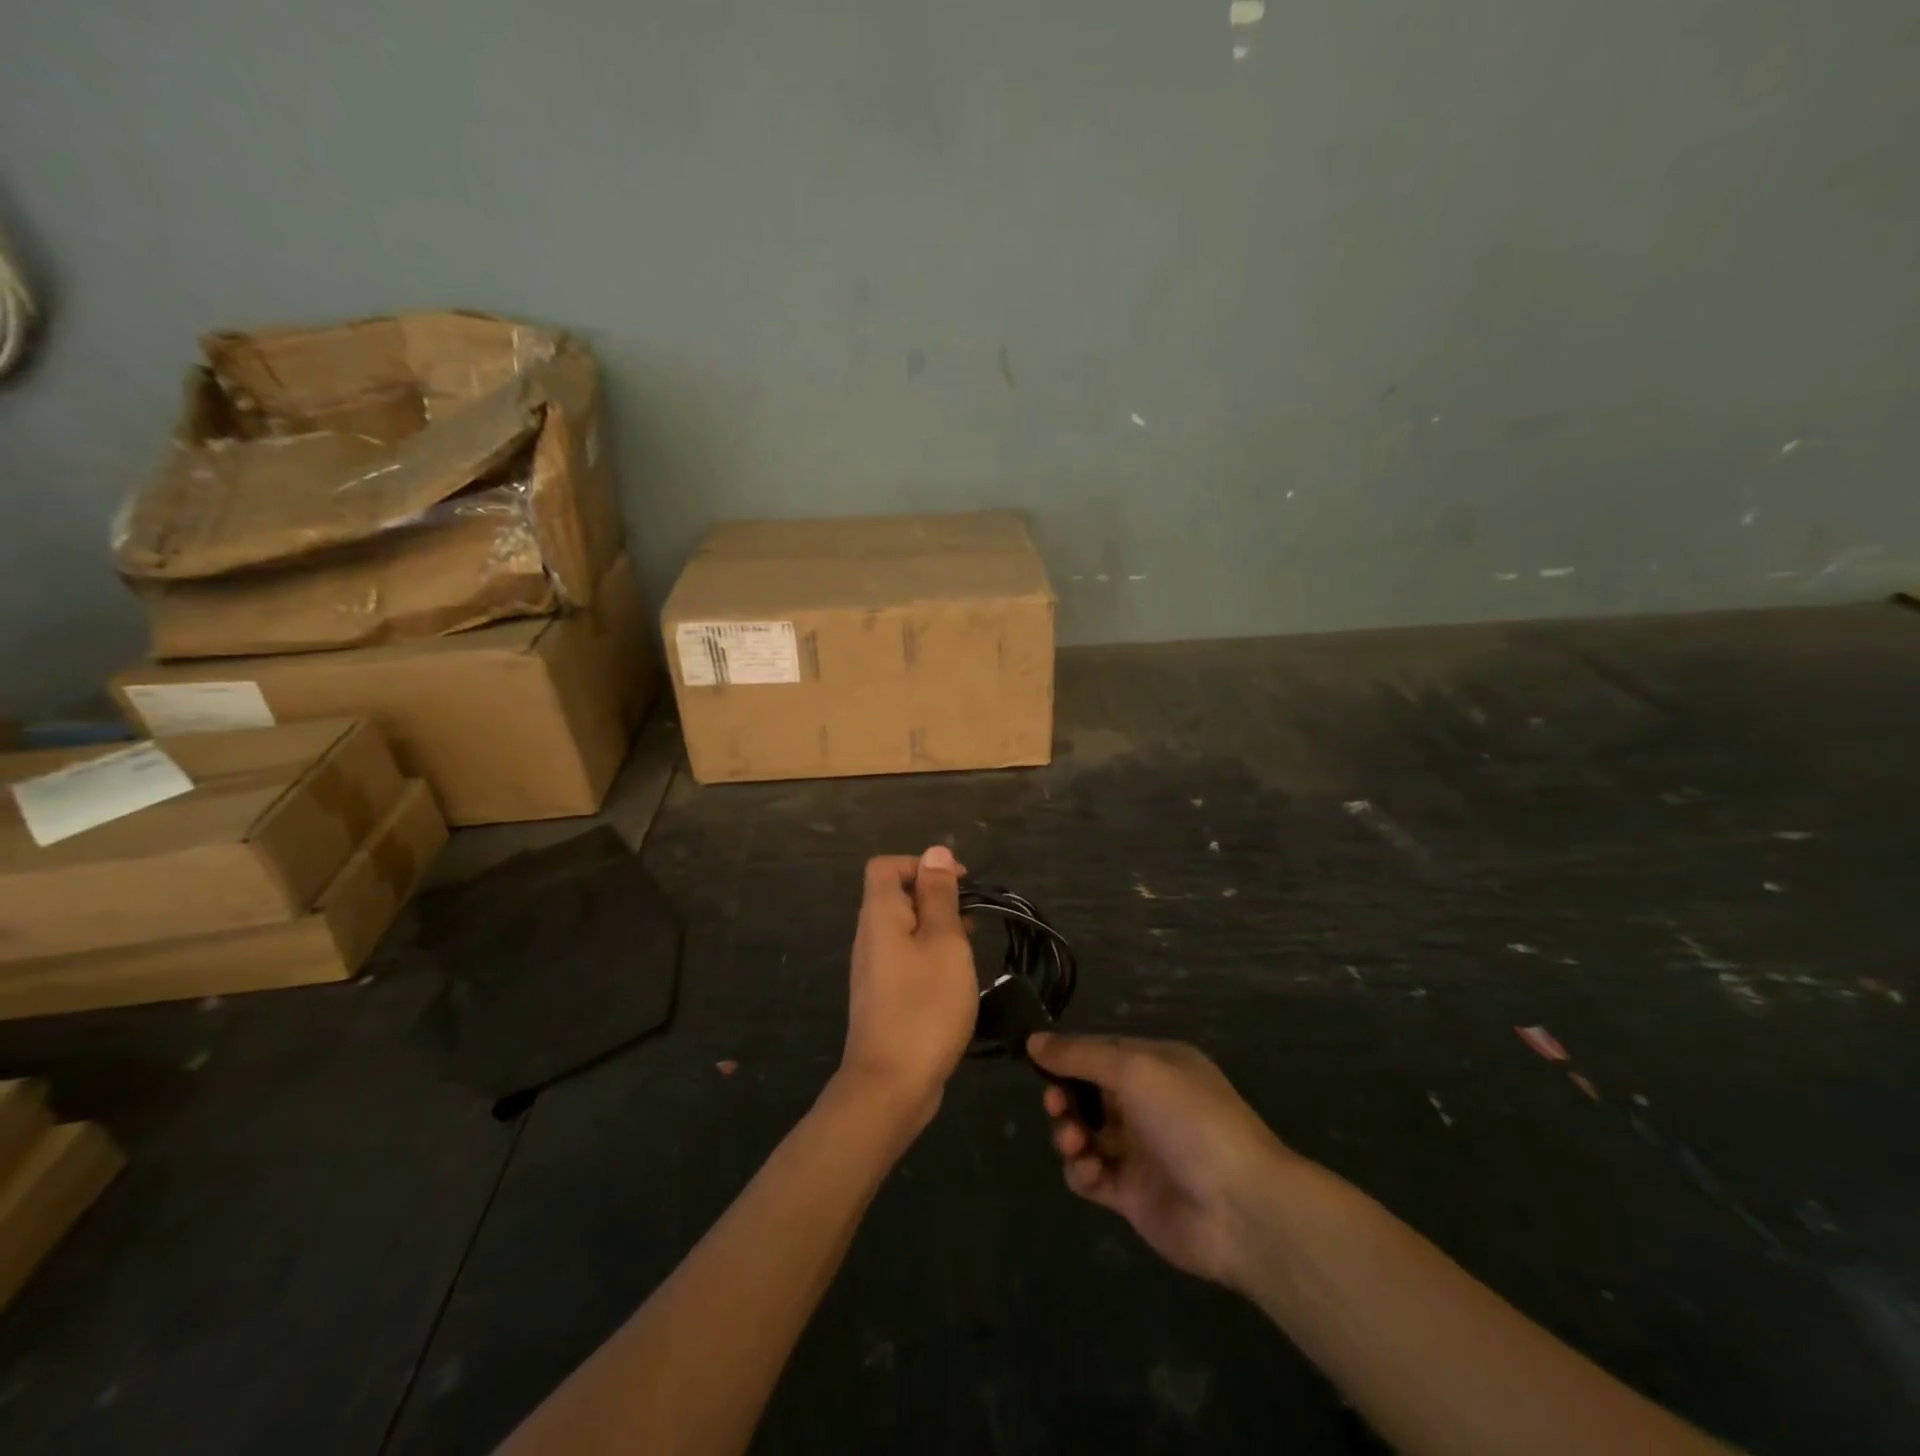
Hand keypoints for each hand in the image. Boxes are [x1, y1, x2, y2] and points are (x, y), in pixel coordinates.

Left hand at [839, 847, 979, 1127]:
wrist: (891, 1084)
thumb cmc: (924, 1004)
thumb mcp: (943, 941)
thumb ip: (939, 896)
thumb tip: (935, 853)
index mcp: (880, 915)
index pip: (887, 866)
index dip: (922, 864)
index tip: (960, 883)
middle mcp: (870, 936)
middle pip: (896, 896)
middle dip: (936, 896)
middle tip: (972, 917)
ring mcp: (874, 969)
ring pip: (904, 929)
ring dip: (937, 928)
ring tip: (972, 945)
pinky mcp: (884, 997)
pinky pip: (906, 958)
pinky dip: (931, 955)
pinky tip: (956, 977)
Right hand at [1029, 1033, 1293, 1290]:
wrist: (1240, 1207)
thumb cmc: (1188, 1119)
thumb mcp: (1133, 1070)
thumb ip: (1080, 1056)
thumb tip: (1034, 1040)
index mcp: (1155, 1066)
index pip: (1099, 1052)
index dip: (1067, 1056)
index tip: (1034, 1059)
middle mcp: (1146, 1103)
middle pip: (1086, 1093)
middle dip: (1064, 1096)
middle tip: (1056, 1105)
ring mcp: (1139, 1150)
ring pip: (1084, 1132)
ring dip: (1068, 1133)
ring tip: (1073, 1142)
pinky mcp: (1131, 1194)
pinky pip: (1090, 1175)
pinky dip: (1081, 1170)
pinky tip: (1090, 1171)